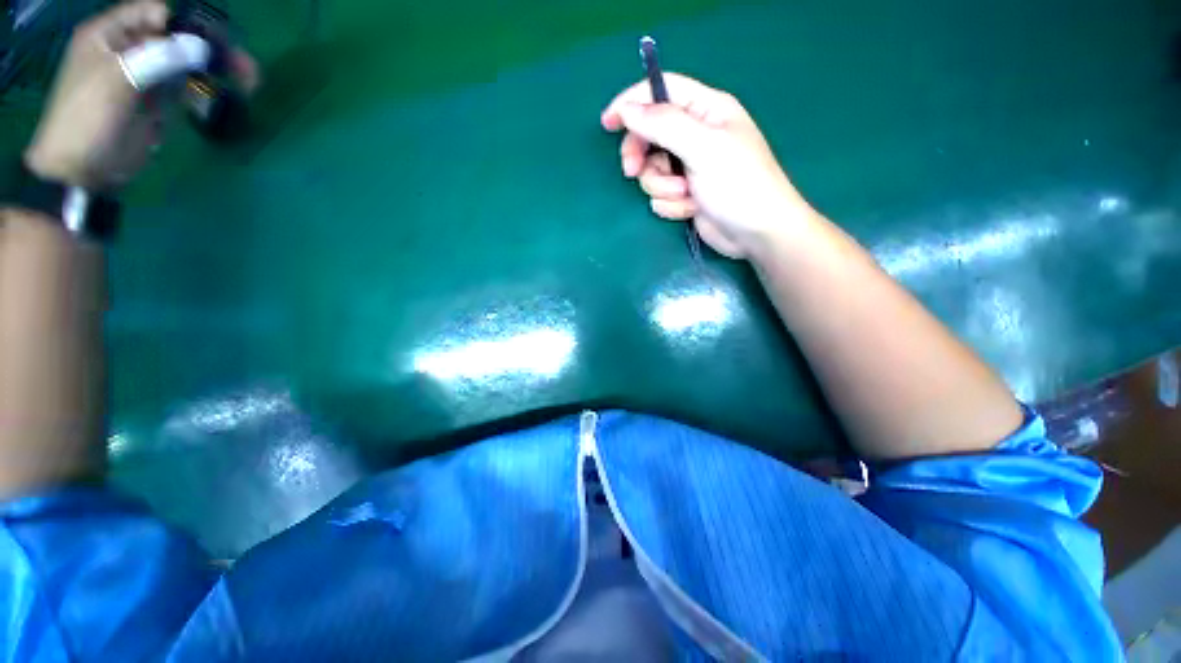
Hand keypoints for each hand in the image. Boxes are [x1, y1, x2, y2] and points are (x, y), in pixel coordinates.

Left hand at [24, 0, 258, 191]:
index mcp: (111, 34)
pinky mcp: (157, 100)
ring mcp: (144, 75)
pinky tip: (227, 95)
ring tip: (249, 81)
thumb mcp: (119, 79)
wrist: (83, 169)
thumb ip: (161, 58)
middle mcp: (129, 48)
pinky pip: (185, 87)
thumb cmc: (89, 118)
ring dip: (215, 69)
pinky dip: (206, 88)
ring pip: (186, 63)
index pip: (155, 12)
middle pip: (176, 38)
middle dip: (210, 48)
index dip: (185, 24)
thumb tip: (203, 47)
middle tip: (245, 66)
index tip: (214, 44)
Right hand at [601, 74, 813, 258]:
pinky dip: (671, 204)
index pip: (662, 91)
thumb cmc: (738, 184)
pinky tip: (690, 209)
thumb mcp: (703, 147)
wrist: (755, 233)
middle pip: (649, 135)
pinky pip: (660, 195)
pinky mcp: (684, 194)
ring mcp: (688, 167)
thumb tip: (627, 110)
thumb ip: (664, 124)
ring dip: (662, 187)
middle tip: (633, 171)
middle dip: (641, 156)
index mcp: (706, 110)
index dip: (632, 102)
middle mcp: (695, 135)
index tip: (608, 122)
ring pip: (652, 171)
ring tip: (684, 195)